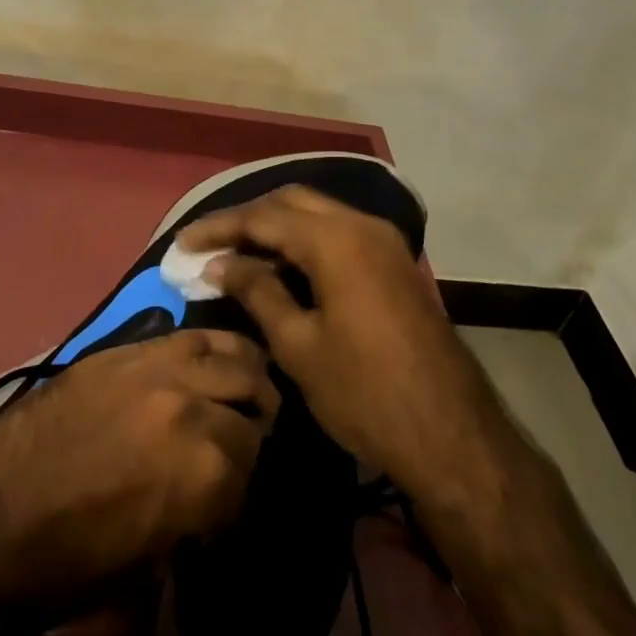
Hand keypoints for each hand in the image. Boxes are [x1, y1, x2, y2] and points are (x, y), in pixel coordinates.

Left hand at [0, 329, 278, 604]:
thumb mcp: (151, 561)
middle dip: (253, 429)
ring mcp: (161, 367)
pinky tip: (213, 359)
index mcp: (203, 470)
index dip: (241, 492)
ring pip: (234, 354)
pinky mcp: (130, 347)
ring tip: (244, 390)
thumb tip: (216, 495)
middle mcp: (193, 407)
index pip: (253, 470)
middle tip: (239, 446)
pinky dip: (214, 347)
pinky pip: (190, 335)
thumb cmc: (70, 558)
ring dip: (246, 376)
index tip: (225, 503)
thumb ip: (197, 515)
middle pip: (252, 406)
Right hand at [176, 187, 498, 500]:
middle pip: (292, 201)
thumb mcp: (299, 346)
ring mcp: (383, 241)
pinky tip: (283, 268)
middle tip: (211, 243)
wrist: (452, 434)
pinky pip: (339, 233)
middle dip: (248, 217)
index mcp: (335, 239)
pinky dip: (306, 241)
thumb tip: (221, 264)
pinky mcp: (393, 262)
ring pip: (318, 213)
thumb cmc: (365, 393)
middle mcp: (361, 224)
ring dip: (277, 227)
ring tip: (239, 254)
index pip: (263, 217)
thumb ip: (257, 292)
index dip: (219, 227)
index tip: (182, 242)